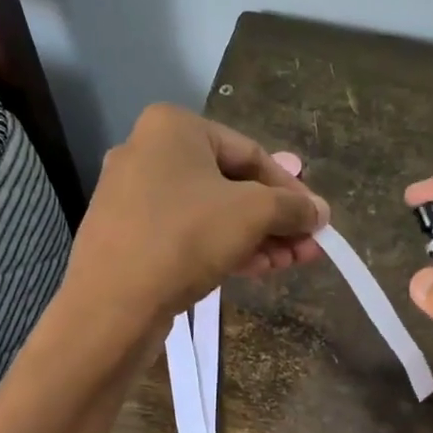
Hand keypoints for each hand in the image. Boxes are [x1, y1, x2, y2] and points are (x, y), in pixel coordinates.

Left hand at [68, 104, 328, 328]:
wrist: (113, 305)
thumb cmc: (185, 239)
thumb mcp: (252, 214)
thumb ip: (292, 207)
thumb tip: (320, 211)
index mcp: (173, 128)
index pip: (251, 153)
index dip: (291, 190)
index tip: (317, 222)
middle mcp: (148, 153)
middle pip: (231, 185)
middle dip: (274, 221)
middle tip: (306, 250)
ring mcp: (133, 196)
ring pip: (210, 213)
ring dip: (255, 239)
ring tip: (287, 266)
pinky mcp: (128, 236)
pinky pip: (186, 234)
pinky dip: (222, 248)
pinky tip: (255, 270)